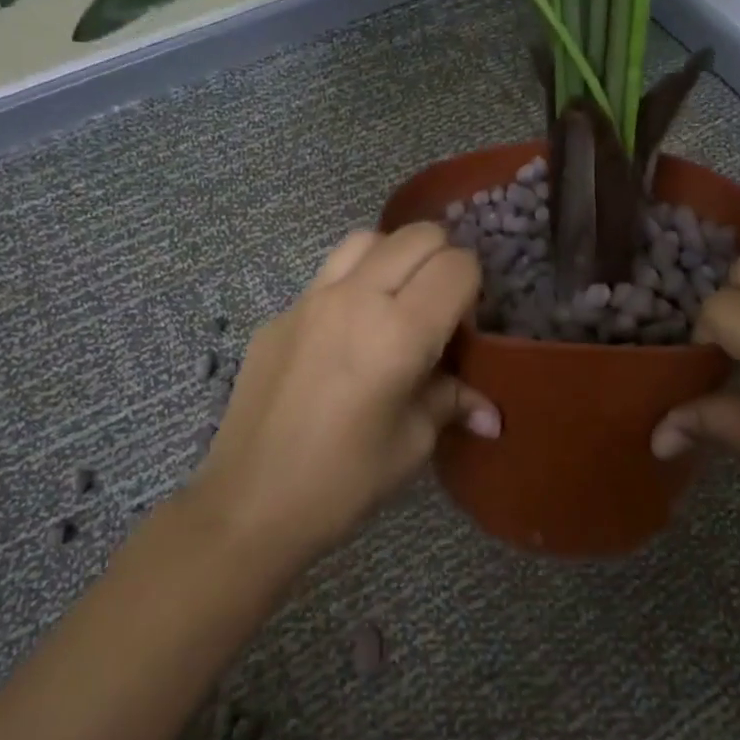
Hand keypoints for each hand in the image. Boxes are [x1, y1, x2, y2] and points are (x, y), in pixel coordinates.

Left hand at [193, 224, 500, 560]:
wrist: (248, 503)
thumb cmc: (343, 481)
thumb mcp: (411, 444)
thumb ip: (451, 403)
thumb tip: (491, 413)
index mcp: (399, 332)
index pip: (457, 266)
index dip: (473, 288)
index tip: (464, 327)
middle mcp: (356, 298)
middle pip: (418, 235)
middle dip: (442, 261)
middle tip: (439, 309)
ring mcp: (310, 299)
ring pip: (368, 239)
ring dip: (395, 258)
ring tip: (396, 304)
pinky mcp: (280, 313)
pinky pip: (328, 273)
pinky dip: (355, 282)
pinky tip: (348, 334)